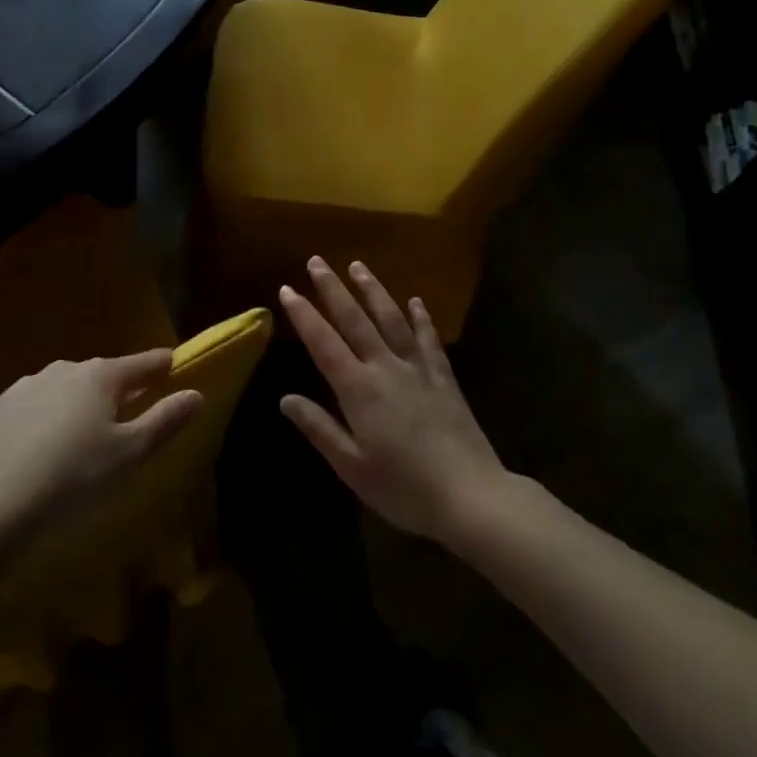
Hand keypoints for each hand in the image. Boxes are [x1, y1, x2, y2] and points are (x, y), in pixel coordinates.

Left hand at [0, 351, 202, 526]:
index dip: (159, 364)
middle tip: (131, 405)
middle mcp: (64, 370)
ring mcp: (27, 386)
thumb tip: (196, 394)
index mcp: (100, 377)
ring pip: (66, 387)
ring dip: (81, 400)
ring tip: (87, 428)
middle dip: (119, 386)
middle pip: (102, 374)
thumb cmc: (73, 478)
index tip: (172, 362)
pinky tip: (45, 442)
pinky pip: (35, 404)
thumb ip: (164, 421)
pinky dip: (48, 415)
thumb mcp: (129, 454)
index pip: (140, 364)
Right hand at [279, 258, 508, 543]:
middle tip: (317, 260)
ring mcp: (418, 369)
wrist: (471, 496)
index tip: (287, 289)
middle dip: (333, 288)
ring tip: (358, 266)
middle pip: (355, 319)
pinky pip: (429, 339)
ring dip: (373, 290)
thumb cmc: (403, 488)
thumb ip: (319, 428)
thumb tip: (286, 398)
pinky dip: (421, 317)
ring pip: (391, 319)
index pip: (323, 343)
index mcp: (358, 389)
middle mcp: (385, 368)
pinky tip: (416, 301)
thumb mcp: (351, 466)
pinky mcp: (444, 378)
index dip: (303, 315)